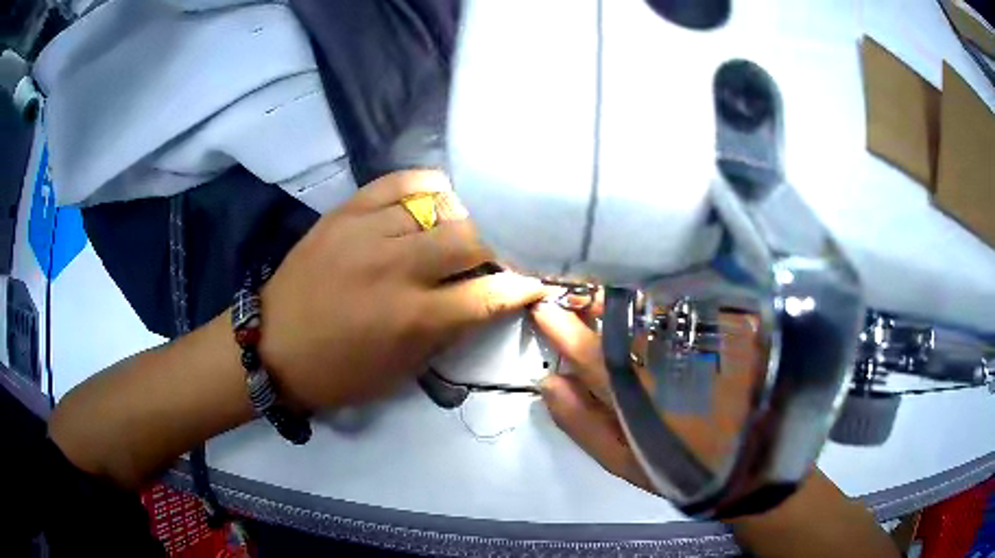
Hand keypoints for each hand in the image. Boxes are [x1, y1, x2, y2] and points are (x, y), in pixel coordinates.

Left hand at [260, 170, 544, 409]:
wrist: (273, 345)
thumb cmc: (339, 372)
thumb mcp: (401, 371)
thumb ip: (448, 332)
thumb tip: (484, 301)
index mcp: (411, 318)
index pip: (488, 294)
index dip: (521, 288)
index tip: (533, 284)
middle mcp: (395, 267)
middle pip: (470, 238)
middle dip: (492, 251)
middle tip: (488, 263)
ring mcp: (367, 232)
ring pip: (440, 205)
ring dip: (460, 222)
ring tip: (457, 234)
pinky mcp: (345, 211)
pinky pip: (399, 182)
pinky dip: (426, 188)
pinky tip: (433, 201)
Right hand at [533, 301, 900, 557]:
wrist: (751, 462)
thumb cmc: (683, 467)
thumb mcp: (625, 461)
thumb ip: (583, 424)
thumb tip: (549, 382)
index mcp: (639, 396)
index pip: (587, 351)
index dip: (560, 326)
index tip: (542, 307)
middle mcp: (670, 361)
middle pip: (622, 318)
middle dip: (591, 299)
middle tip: (576, 292)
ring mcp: (704, 342)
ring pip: (653, 304)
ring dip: (625, 293)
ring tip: (609, 290)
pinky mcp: (732, 330)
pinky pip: (690, 302)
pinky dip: (665, 294)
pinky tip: (656, 294)